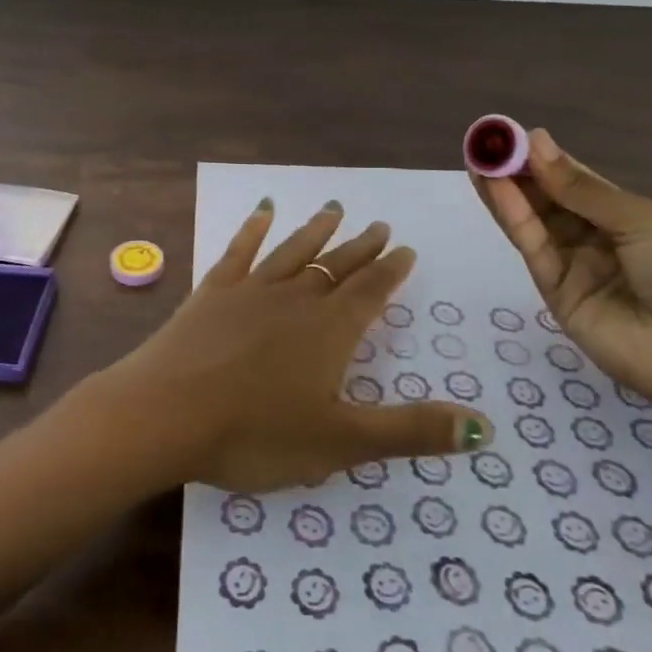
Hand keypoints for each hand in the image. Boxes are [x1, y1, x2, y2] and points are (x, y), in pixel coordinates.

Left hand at [98, 199, 491, 492]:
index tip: (405, 248)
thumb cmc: (256, 433)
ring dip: (316, 231)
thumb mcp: (341, 442)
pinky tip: (262, 210)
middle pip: (336, 266)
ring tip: (334, 209)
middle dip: (361, 247)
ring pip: (293, 251)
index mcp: (329, 330)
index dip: (391, 270)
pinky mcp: (211, 292)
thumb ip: (410, 431)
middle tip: (379, 225)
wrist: (166, 412)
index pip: (370, 291)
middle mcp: (295, 298)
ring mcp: (249, 290)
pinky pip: (239, 251)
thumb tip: (485, 426)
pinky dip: (253, 229)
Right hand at [470, 128, 651, 429]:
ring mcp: (573, 267)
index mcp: (625, 217)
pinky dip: (513, 216)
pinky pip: (532, 248)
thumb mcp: (640, 219)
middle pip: (547, 200)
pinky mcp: (555, 293)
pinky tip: (495, 188)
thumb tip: (535, 141)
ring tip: (477, 158)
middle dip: (516, 171)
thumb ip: (579, 188)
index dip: (544, 158)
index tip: (511, 134)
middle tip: (484, 142)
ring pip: (533, 221)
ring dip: (504, 190)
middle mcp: (595, 239)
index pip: (575, 181)